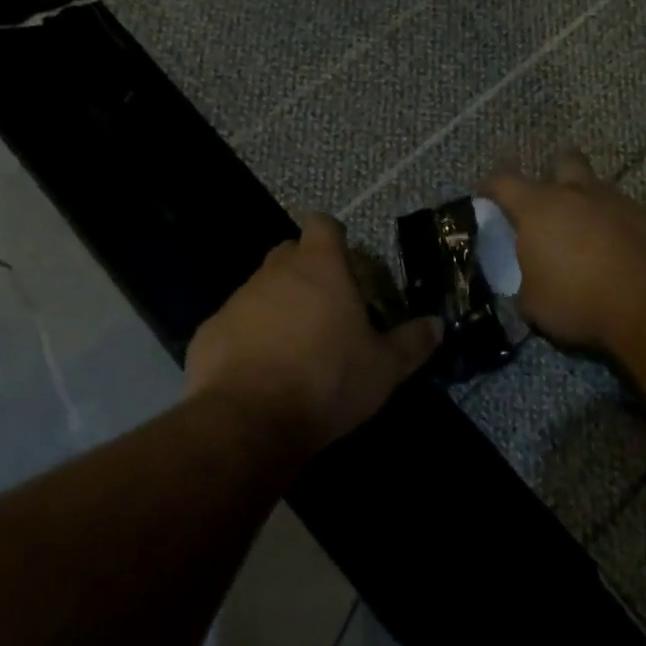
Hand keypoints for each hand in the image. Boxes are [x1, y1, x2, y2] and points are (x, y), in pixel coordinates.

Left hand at [184, 214, 440, 455]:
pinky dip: (248, 337)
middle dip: (306, 270)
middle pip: (290, 253)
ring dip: (277, 306)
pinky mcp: (209, 331)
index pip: (323, 224)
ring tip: (295, 346)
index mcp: (319, 267)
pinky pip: (235, 323)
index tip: (345, 261)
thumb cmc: (327, 381)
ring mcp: (238, 300)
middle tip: (327, 306)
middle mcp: (275, 272)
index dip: (334, 236)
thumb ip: (412, 342)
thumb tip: (437, 325)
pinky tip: (259, 371)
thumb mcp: (384, 368)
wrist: (248, 421)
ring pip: (261, 289)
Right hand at [484, 151, 645, 352]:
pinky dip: (619, 228)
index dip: (491, 187)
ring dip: (590, 206)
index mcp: (537, 207)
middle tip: (550, 204)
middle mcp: (576, 193)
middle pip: (562, 162)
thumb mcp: (535, 305)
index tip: (486, 197)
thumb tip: (529, 288)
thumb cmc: (579, 298)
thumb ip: (526, 287)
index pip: (503, 181)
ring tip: (588, 237)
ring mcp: (617, 200)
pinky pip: (626, 214)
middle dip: (555, 176)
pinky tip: (620, 253)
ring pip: (598, 189)